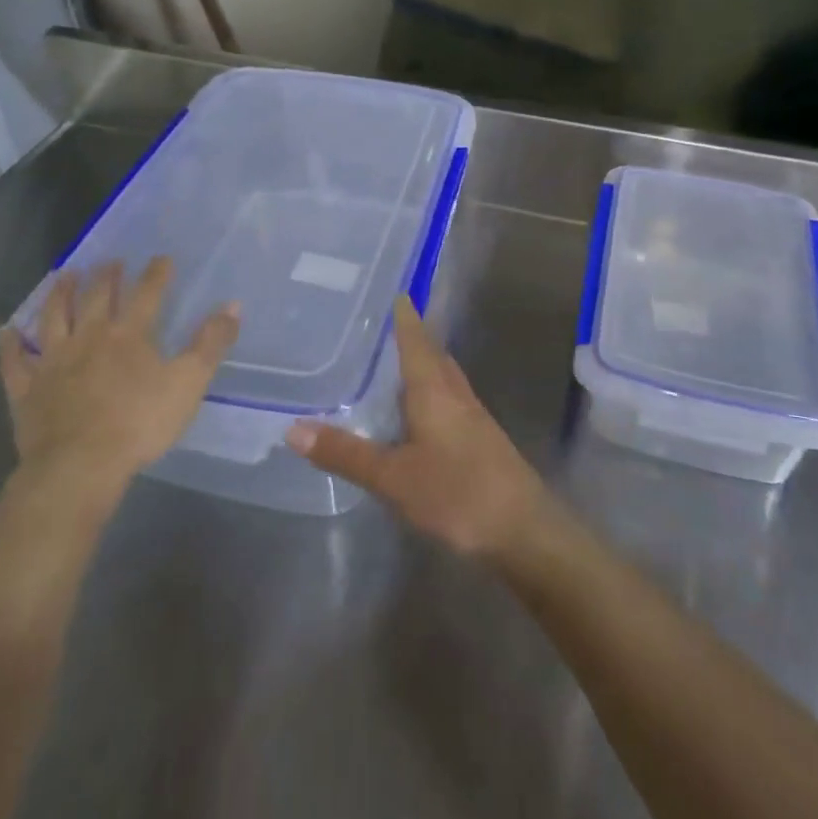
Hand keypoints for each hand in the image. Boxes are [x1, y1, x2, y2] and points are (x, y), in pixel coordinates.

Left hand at [0, 258, 240, 493]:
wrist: (80, 466)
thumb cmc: (139, 423)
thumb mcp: (189, 383)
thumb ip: (211, 343)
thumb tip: (232, 305)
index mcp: (129, 335)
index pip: (146, 294)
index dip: (156, 274)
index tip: (161, 258)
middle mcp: (89, 338)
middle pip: (97, 298)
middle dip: (106, 276)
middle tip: (110, 261)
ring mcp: (53, 361)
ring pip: (54, 317)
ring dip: (59, 294)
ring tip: (64, 275)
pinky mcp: (27, 388)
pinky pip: (13, 360)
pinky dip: (9, 343)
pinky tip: (6, 329)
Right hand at [285, 298, 550, 560]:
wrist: (525, 530)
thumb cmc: (457, 493)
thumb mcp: (393, 477)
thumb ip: (345, 453)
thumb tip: (292, 429)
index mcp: (433, 387)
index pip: (415, 335)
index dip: (402, 312)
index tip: (388, 288)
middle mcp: (454, 390)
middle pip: (430, 350)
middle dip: (408, 333)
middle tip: (376, 321)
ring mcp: (471, 413)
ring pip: (441, 374)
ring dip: (419, 360)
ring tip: (389, 358)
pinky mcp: (479, 436)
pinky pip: (447, 396)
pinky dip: (427, 388)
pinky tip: (415, 407)